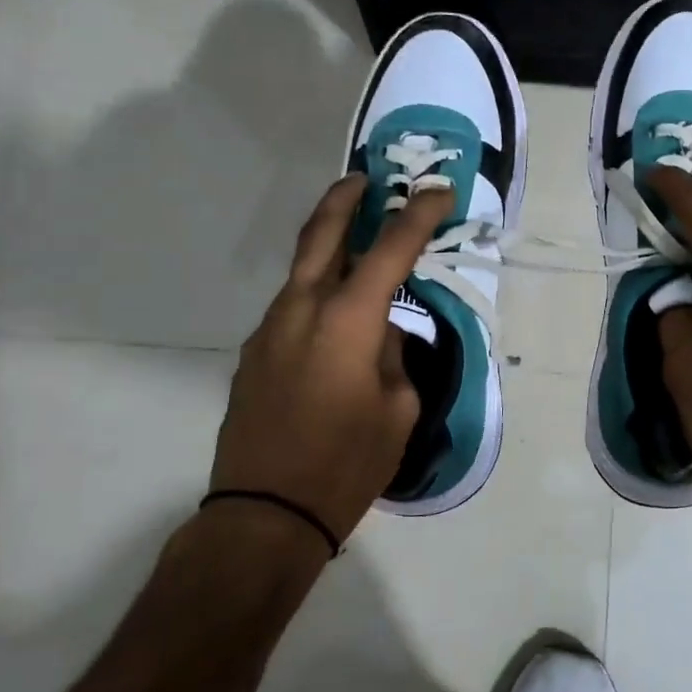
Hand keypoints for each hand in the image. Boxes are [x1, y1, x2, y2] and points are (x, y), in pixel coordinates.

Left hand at [209, 175, 452, 541]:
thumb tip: (380, 334)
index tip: (438, 190)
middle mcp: (302, 310)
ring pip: (302, 271)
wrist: (264, 513)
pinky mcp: (254, 354)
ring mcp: (269, 330)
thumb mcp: (397, 410)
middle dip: (346, 200)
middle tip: (367, 178)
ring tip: (357, 242)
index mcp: (347, 321)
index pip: (390, 250)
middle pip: (322, 235)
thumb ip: (393, 357)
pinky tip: (335, 315)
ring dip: (329, 248)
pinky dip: (317, 292)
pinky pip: (292, 307)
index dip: (418, 215)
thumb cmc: (346, 464)